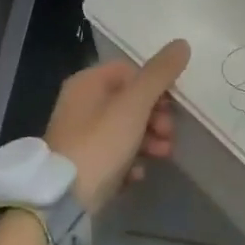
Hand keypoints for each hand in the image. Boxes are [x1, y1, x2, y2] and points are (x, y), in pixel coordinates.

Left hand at [44, 40, 189, 213]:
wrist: (63, 200)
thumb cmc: (100, 143)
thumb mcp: (134, 105)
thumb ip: (158, 74)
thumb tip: (182, 43)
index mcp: (87, 82)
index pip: (128, 71)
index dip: (154, 84)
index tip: (172, 104)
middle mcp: (79, 104)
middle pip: (127, 101)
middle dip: (154, 116)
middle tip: (170, 133)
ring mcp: (78, 136)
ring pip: (122, 129)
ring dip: (147, 139)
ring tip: (164, 155)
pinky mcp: (81, 166)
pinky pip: (112, 156)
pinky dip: (129, 162)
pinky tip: (139, 175)